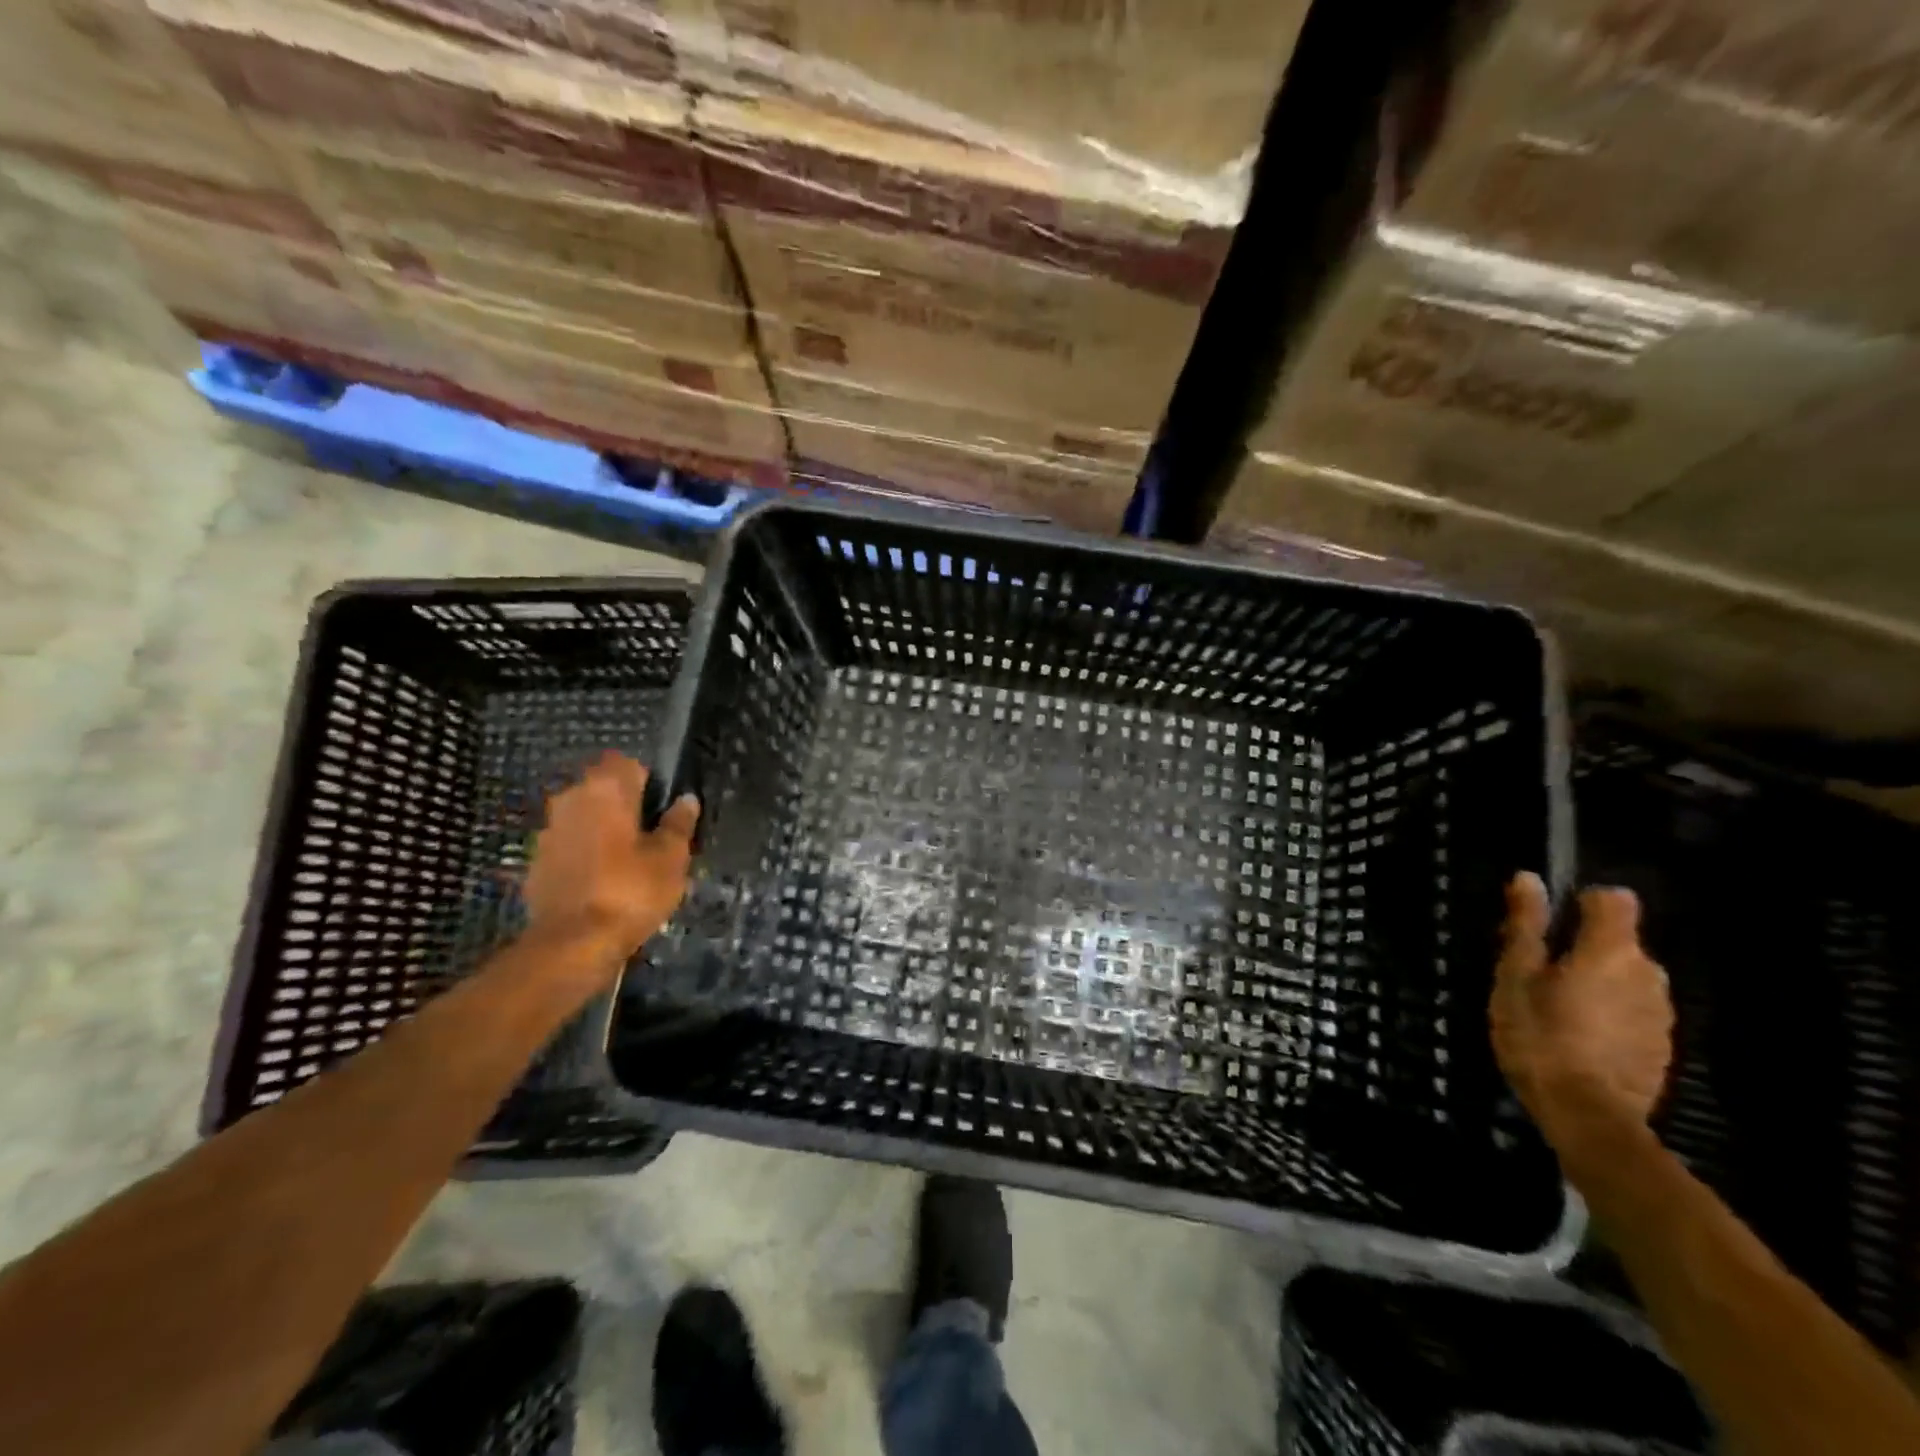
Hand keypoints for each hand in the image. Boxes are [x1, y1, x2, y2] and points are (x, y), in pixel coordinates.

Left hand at [522, 751, 700, 970]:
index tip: (663, 808)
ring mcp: (548, 832)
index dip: (648, 781)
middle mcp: (570, 800)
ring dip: (603, 831)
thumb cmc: (631, 891)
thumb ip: (678, 824)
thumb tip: (686, 800)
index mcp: (604, 789)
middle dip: (624, 806)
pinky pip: (569, 847)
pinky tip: (604, 882)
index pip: (626, 763)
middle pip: (602, 790)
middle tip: (651, 836)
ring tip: (629, 862)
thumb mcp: (670, 857)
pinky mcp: (536, 863)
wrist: (572, 945)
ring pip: (584, 818)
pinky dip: (585, 856)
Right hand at [1491, 872, 1673, 1152]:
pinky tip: (1578, 1035)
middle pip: (1619, 941)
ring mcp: (1661, 1012)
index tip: (1551, 922)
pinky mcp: (1662, 1045)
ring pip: (1627, 977)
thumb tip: (1529, 878)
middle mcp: (1648, 973)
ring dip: (1597, 981)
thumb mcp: (1516, 974)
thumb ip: (1527, 925)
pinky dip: (1609, 1012)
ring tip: (1556, 1006)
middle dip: (1584, 947)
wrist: (1587, 1115)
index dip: (1582, 902)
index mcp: (1612, 950)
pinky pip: (1633, 1009)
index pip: (1613, 900)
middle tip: (1538, 971)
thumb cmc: (1540, 1034)